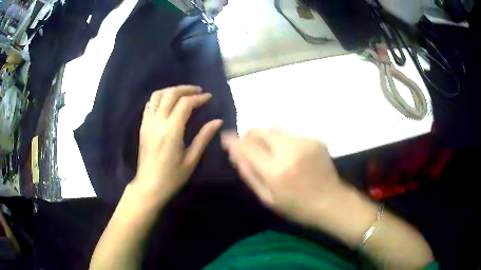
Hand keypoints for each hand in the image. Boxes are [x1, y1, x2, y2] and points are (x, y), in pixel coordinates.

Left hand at [132, 85, 222, 203]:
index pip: (185, 104)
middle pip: (170, 94)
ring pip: (157, 95)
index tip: (208, 97)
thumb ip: (203, 137)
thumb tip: (217, 121)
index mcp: (171, 131)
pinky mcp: (142, 126)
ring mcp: (147, 123)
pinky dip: (160, 98)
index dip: (198, 98)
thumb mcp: (191, 159)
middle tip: (198, 91)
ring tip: (183, 94)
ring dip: (171, 90)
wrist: (149, 186)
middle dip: (186, 89)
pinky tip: (168, 103)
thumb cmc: (172, 177)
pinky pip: (150, 104)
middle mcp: (158, 122)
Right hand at [221, 128, 349, 226]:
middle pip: (260, 131)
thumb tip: (233, 152)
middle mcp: (290, 150)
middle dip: (249, 136)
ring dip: (266, 138)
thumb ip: (249, 173)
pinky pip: (290, 134)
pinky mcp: (315, 139)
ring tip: (271, 153)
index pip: (247, 146)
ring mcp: (305, 142)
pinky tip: (290, 155)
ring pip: (274, 129)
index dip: (233, 140)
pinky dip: (283, 141)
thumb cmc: (297, 207)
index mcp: (276, 170)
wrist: (331, 202)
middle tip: (249, 147)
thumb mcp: (267, 198)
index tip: (226, 137)